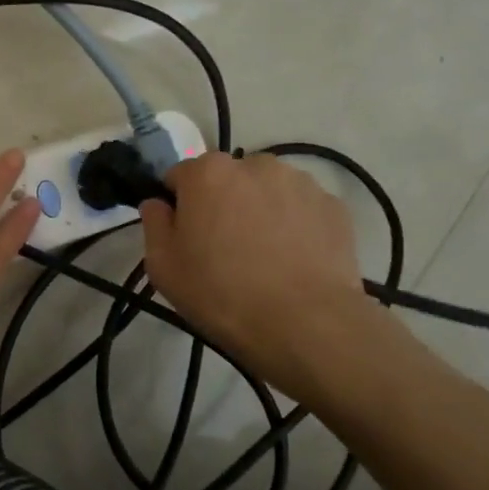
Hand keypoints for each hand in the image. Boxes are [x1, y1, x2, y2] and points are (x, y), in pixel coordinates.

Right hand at [138, 152, 378, 389]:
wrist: (305, 325)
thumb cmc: (221, 293)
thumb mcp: (163, 266)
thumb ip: (154, 223)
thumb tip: (159, 203)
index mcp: (207, 173)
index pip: (180, 176)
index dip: (178, 206)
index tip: (186, 238)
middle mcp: (254, 164)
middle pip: (226, 179)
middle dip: (221, 204)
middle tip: (224, 250)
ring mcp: (300, 182)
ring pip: (266, 191)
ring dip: (259, 211)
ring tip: (265, 258)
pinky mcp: (334, 206)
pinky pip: (301, 209)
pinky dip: (294, 226)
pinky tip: (293, 262)